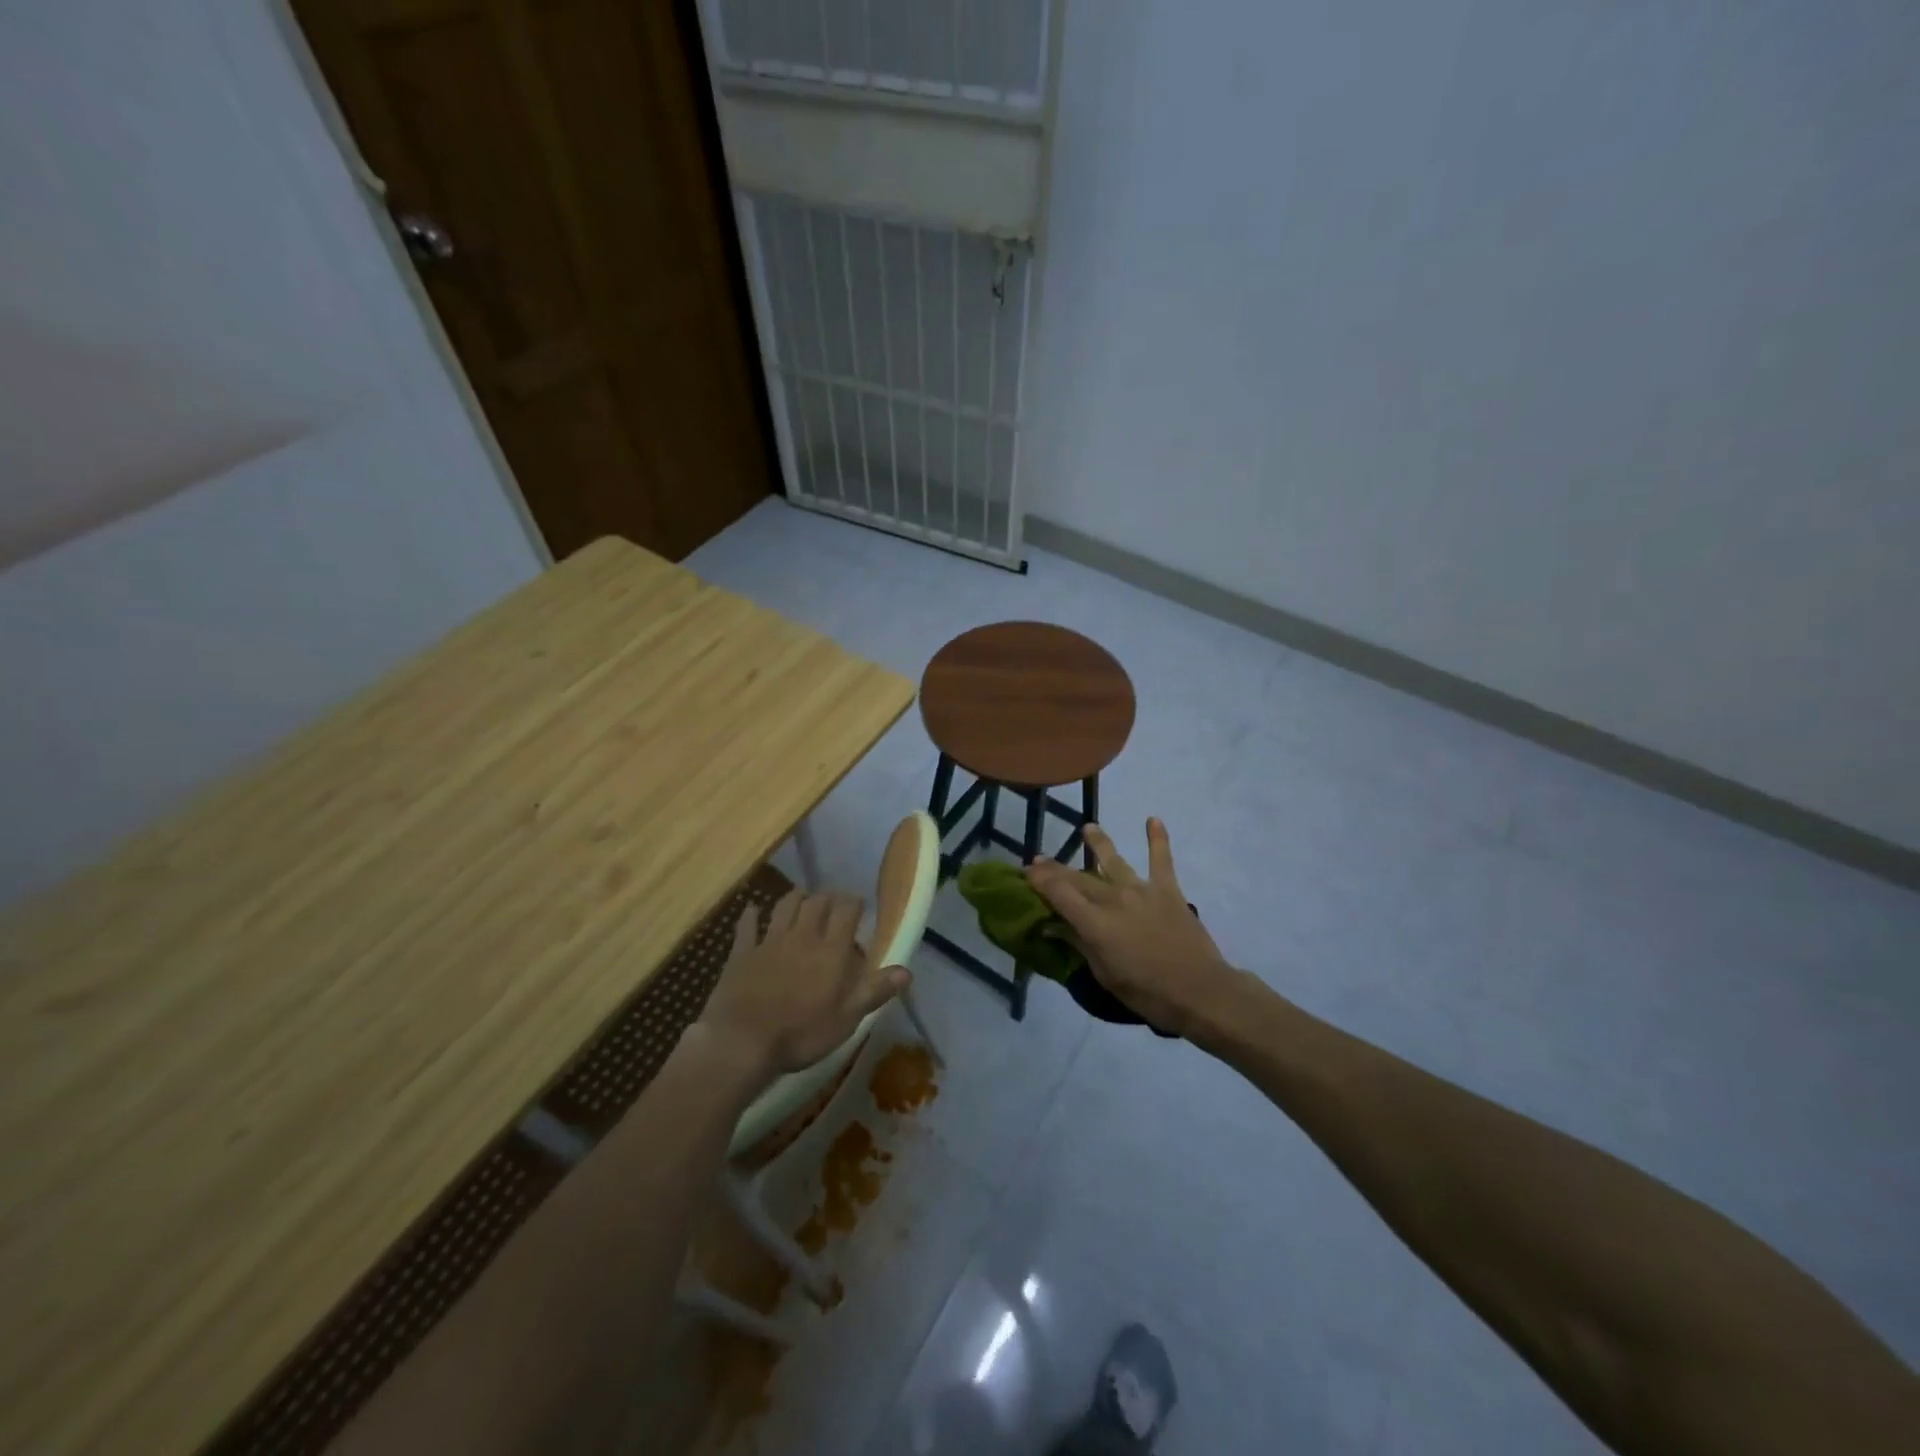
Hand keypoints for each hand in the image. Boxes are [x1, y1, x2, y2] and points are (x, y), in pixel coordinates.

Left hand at [695, 889, 907, 1080]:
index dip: (854, 903)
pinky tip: (752, 911)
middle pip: (816, 902)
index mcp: (831, 950)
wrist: (743, 1041)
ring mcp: (769, 941)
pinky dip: (751, 915)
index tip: (859, 905)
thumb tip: (906, 971)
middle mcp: (802, 936)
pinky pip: (747, 926)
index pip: (847, 911)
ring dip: (795, 897)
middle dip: (827, 897)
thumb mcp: (847, 1019)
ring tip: (801, 898)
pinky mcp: (742, 952)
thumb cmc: (802, 1033)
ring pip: (784, 906)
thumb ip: (875, 991)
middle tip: (833, 902)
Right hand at [1027, 819, 1237, 1037]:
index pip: (1059, 893)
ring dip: (1098, 843)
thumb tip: (1052, 927)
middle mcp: (1114, 899)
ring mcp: (1142, 890)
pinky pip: (1162, 860)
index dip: (1039, 880)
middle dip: (1055, 868)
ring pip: (1114, 860)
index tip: (1026, 872)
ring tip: (1088, 828)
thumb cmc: (1147, 992)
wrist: (1200, 991)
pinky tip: (1153, 820)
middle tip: (1040, 859)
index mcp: (1095, 923)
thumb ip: (1079, 945)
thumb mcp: (1104, 975)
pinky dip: (1158, 839)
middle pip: (1078, 878)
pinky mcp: (1168, 891)